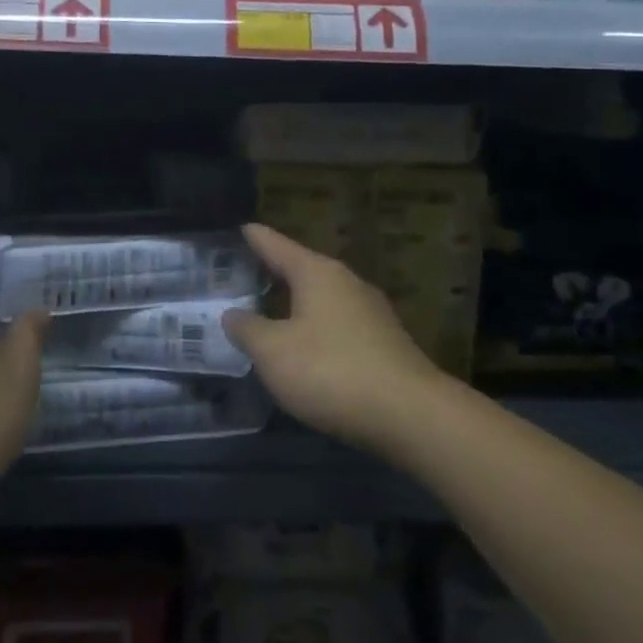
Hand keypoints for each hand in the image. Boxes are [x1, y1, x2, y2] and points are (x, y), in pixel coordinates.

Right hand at [223, 223, 452, 461]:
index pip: (277, 245)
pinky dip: (314, 327)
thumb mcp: (273, 351)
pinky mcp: (383, 343)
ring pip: (322, 298)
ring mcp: (370, 313)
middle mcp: (347, 283)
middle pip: (302, 269)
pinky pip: (337, 324)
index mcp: (318, 274)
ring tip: (267, 309)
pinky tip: (303, 346)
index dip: (255, 237)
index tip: (240, 227)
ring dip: (295, 302)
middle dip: (273, 272)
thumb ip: (247, 329)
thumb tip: (233, 314)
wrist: (410, 415)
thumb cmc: (331, 370)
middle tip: (242, 273)